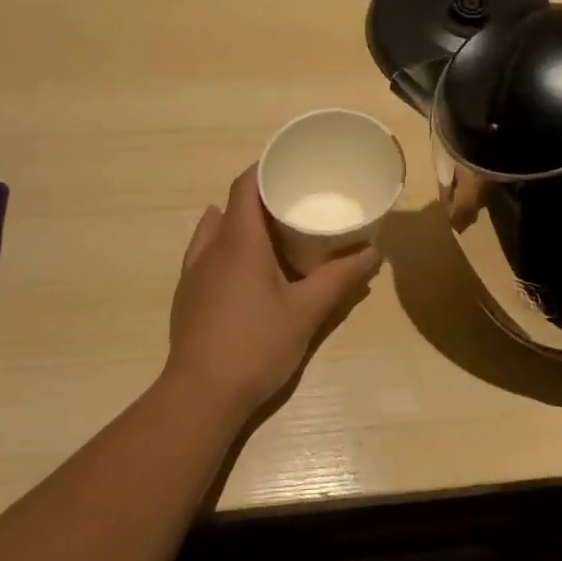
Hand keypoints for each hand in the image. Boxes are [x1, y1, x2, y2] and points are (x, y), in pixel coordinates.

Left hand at [166, 167, 381, 414]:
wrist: (202, 395)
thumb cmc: (256, 345)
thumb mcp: (307, 311)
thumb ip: (340, 278)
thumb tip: (373, 252)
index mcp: (238, 241)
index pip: (245, 185)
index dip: (266, 168)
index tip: (293, 165)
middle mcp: (210, 248)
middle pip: (232, 206)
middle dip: (262, 198)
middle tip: (296, 202)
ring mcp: (193, 272)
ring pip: (215, 230)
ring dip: (241, 224)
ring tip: (273, 234)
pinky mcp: (188, 295)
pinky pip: (206, 255)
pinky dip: (228, 249)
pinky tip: (249, 272)